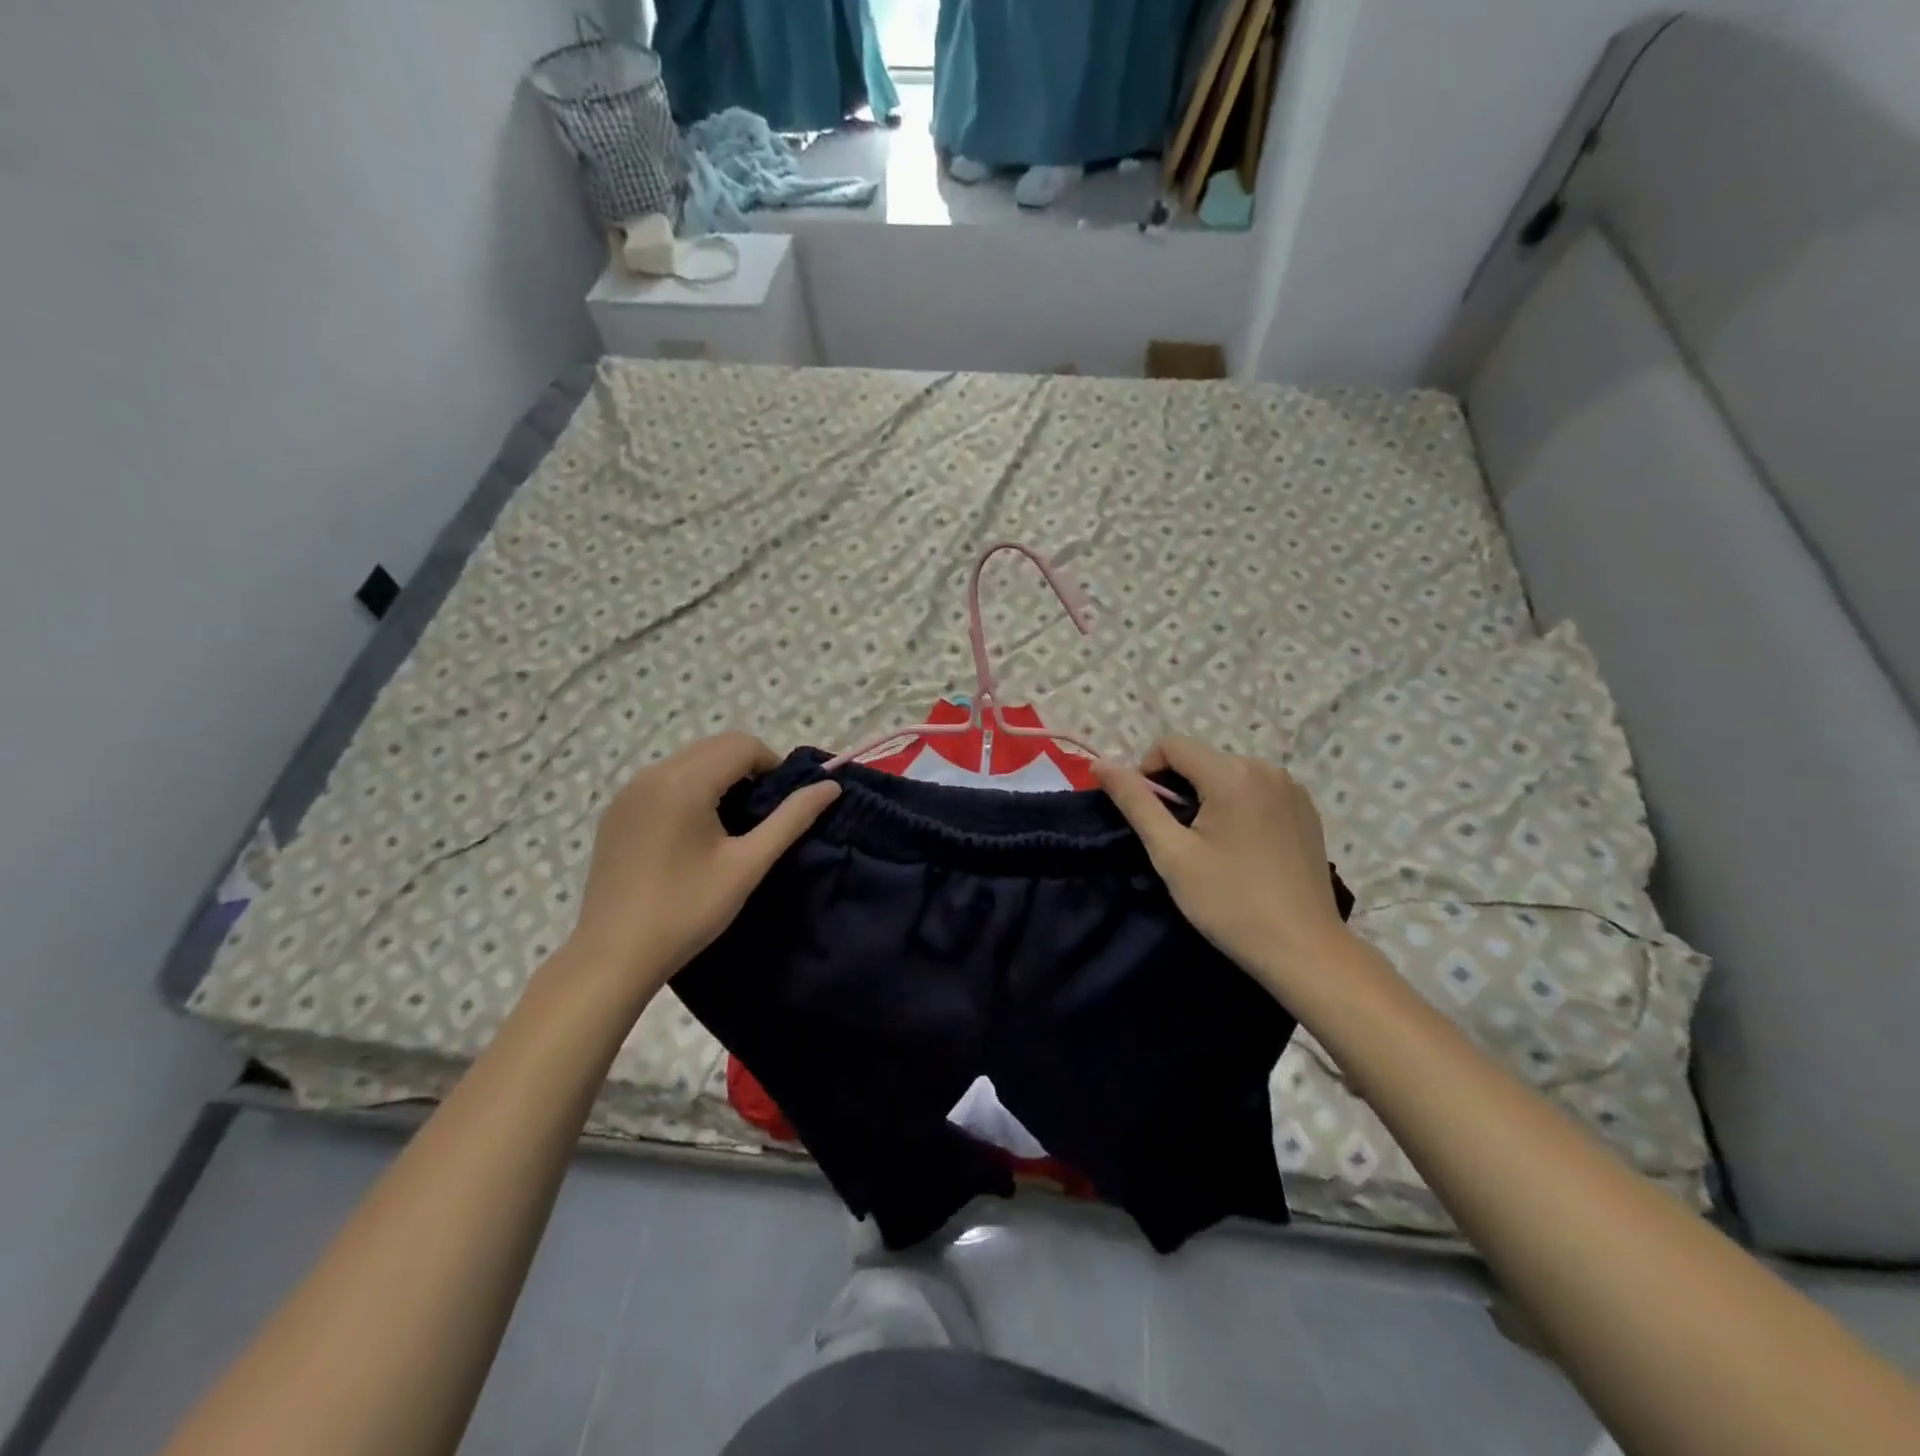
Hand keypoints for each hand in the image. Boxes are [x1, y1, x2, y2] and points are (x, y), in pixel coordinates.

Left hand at [561, 732, 839, 1003]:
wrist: (613, 955)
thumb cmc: (687, 910)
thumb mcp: (748, 864)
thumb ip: (791, 819)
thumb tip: (831, 787)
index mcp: (684, 782)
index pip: (742, 745)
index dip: (773, 766)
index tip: (782, 805)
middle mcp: (652, 774)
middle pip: (714, 747)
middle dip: (747, 767)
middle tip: (761, 814)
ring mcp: (628, 792)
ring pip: (688, 760)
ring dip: (719, 776)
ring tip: (730, 824)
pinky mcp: (616, 812)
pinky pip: (663, 780)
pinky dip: (690, 789)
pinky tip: (693, 834)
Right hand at [1093, 738, 1353, 996]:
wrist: (1303, 949)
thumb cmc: (1229, 902)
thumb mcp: (1171, 853)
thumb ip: (1135, 802)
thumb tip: (1100, 765)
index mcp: (1232, 774)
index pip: (1171, 745)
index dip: (1147, 772)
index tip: (1148, 816)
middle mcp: (1266, 768)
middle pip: (1201, 758)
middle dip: (1178, 787)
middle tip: (1175, 838)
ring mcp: (1292, 788)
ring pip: (1228, 774)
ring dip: (1207, 796)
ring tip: (1208, 845)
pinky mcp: (1306, 809)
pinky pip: (1256, 790)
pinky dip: (1236, 806)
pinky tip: (1240, 847)